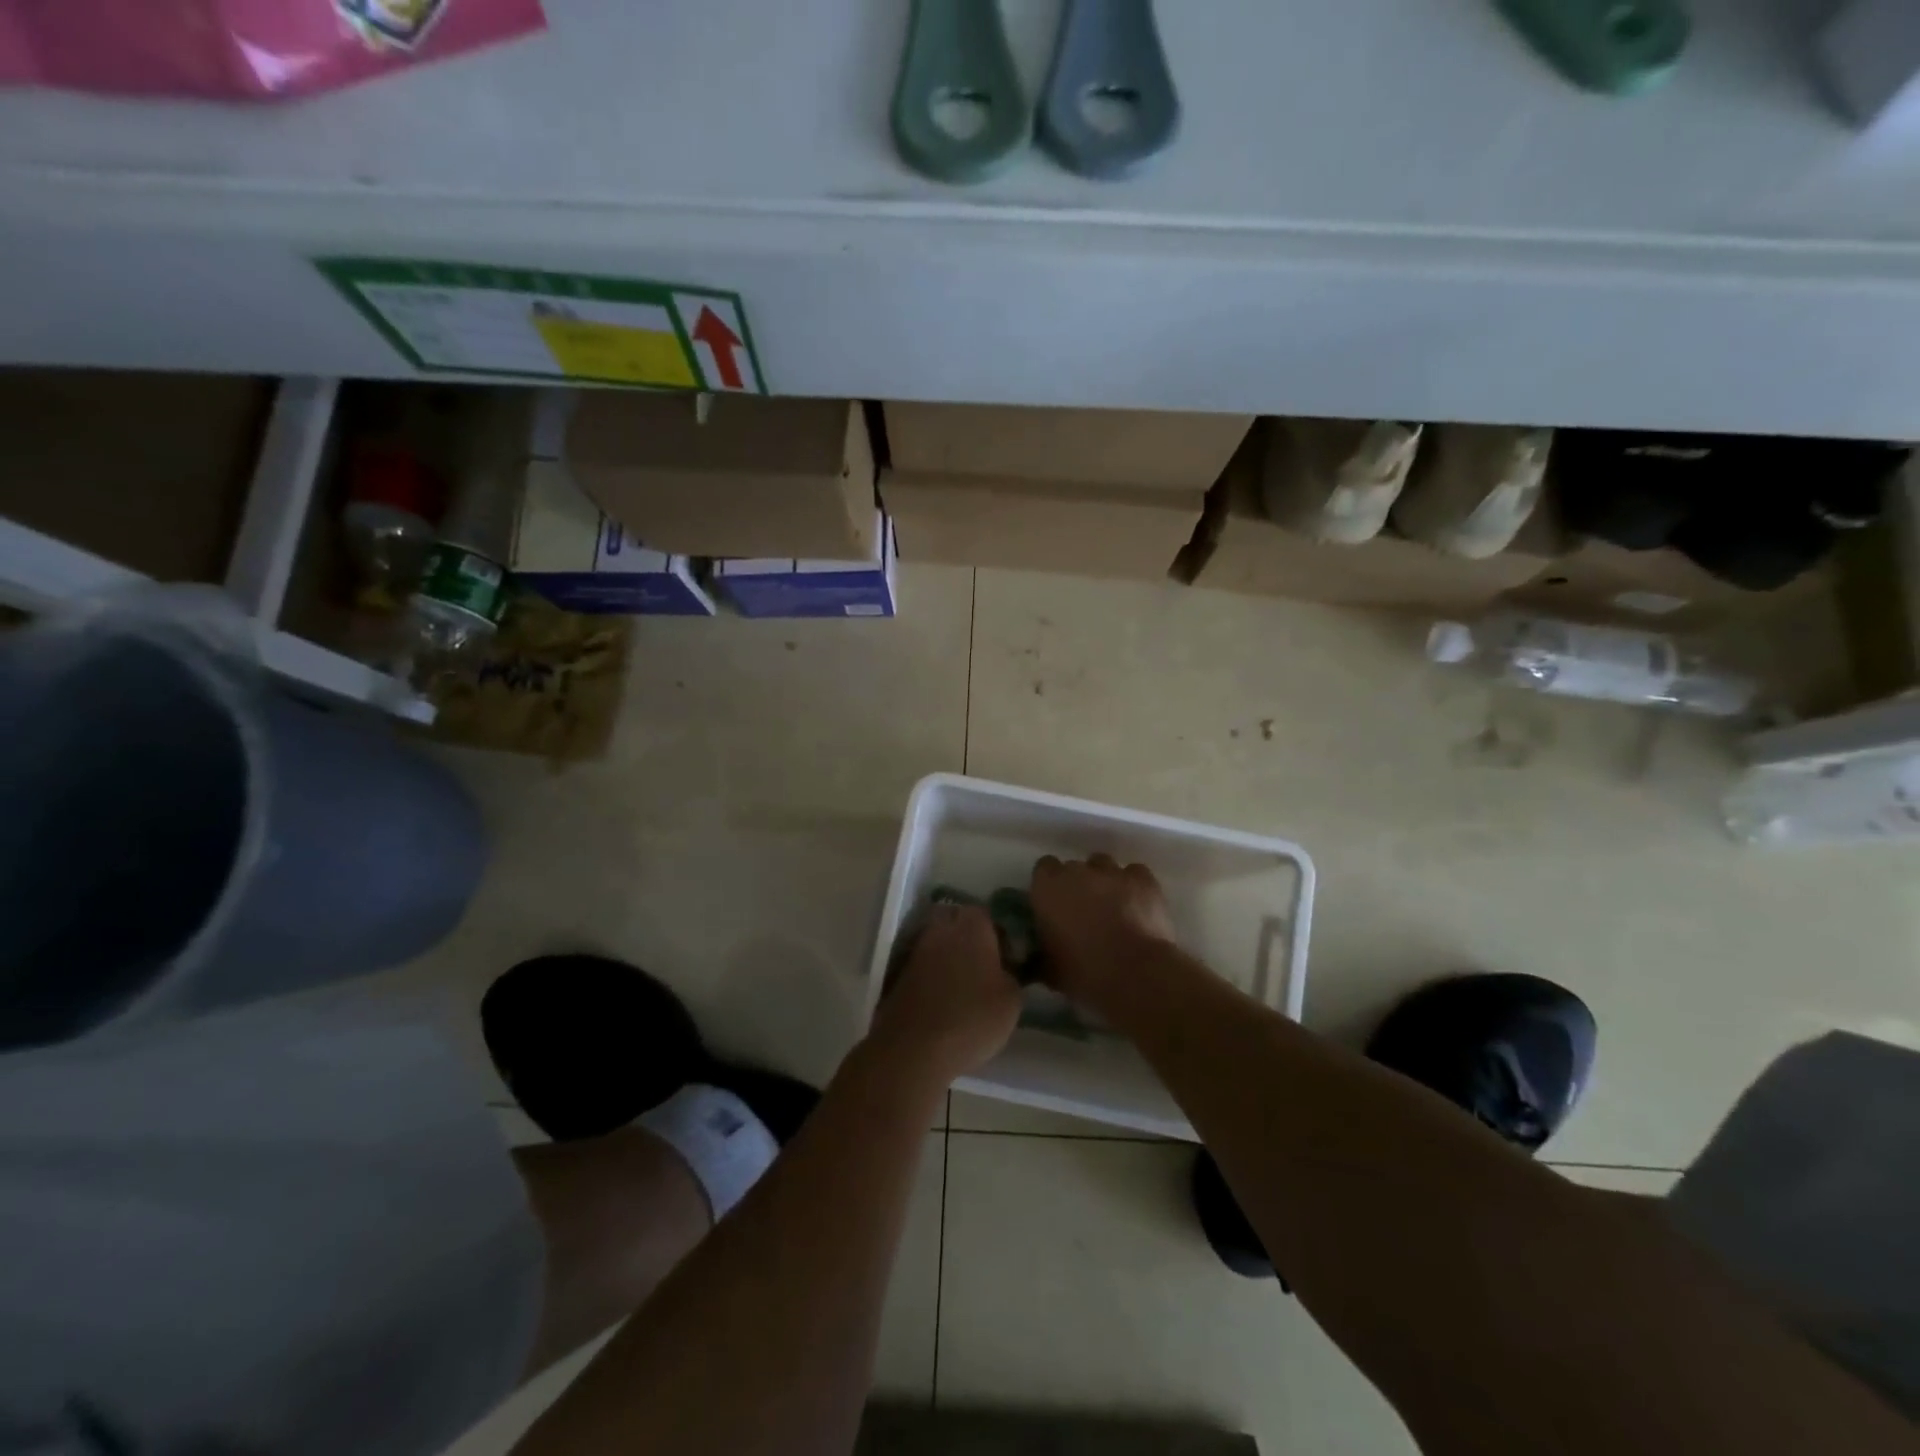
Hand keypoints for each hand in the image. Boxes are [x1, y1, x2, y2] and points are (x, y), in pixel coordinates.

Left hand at [869, 904, 1021, 1083]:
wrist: (915, 1047)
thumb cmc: (972, 1017)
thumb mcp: (1011, 1000)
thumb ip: (1011, 975)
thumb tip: (1003, 970)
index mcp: (972, 926)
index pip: (986, 915)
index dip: (998, 934)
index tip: (1006, 958)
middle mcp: (941, 929)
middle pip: (956, 922)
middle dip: (968, 938)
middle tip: (984, 967)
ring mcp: (915, 949)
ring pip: (937, 942)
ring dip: (948, 957)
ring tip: (963, 987)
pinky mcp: (898, 973)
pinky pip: (922, 965)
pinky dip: (932, 975)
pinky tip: (942, 999)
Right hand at [1030, 854, 1175, 1011]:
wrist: (1136, 974)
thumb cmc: (1084, 973)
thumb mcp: (1049, 969)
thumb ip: (1040, 954)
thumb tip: (1038, 957)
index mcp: (1047, 888)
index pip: (1043, 869)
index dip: (1050, 886)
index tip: (1054, 905)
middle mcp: (1077, 871)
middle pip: (1074, 868)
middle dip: (1077, 885)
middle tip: (1083, 912)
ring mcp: (1112, 872)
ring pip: (1104, 866)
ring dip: (1104, 882)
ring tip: (1112, 908)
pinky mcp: (1143, 879)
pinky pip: (1134, 874)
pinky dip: (1134, 885)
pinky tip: (1137, 905)